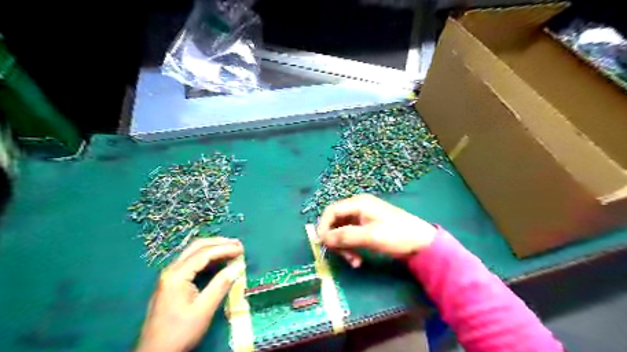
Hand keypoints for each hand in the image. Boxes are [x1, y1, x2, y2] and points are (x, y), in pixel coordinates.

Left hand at [137, 238, 244, 350]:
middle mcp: (171, 270)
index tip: (242, 249)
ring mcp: (169, 276)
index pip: (204, 253)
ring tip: (231, 250)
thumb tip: (238, 266)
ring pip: (193, 253)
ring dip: (213, 249)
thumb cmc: (180, 332)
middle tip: (238, 245)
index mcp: (177, 275)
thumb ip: (221, 284)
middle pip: (197, 247)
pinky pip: (191, 262)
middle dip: (218, 243)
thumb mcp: (204, 309)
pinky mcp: (171, 283)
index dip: (225, 249)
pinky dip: (207, 258)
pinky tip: (218, 262)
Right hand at [318, 194, 437, 267]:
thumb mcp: (370, 236)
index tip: (323, 244)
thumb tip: (323, 238)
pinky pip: (351, 236)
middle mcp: (358, 208)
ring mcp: (362, 218)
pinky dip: (351, 248)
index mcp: (358, 203)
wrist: (422, 243)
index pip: (331, 211)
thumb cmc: (396, 235)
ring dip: (344, 247)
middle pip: (336, 222)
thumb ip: (345, 236)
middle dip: (336, 240)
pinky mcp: (367, 228)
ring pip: (342, 231)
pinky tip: (357, 260)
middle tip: (343, 256)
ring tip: (354, 261)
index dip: (323, 226)